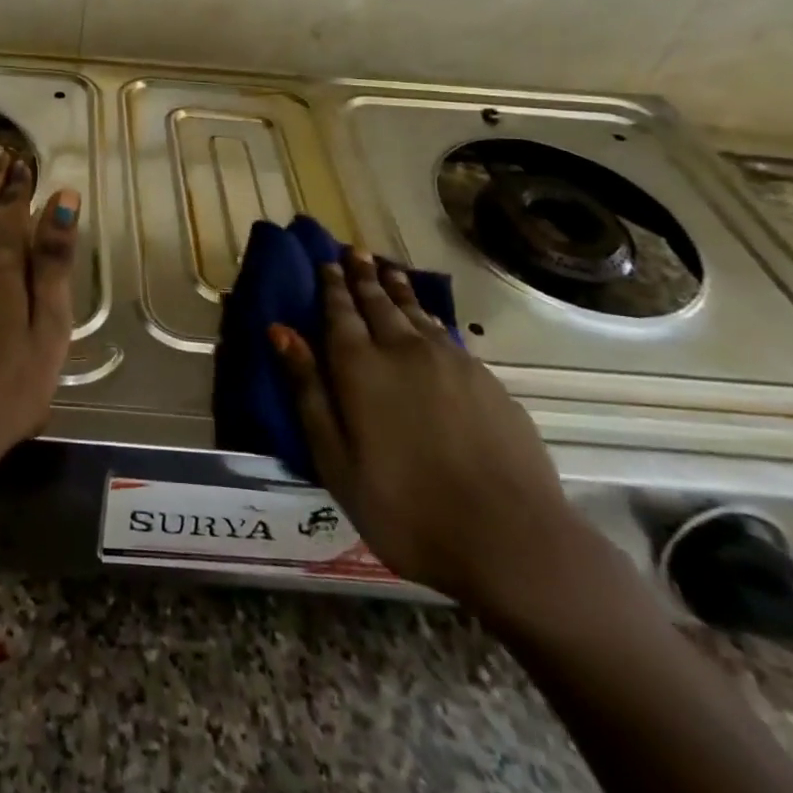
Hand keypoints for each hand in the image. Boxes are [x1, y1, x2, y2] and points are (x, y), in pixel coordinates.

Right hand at [271, 249, 600, 624]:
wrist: (511, 541)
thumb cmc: (405, 508)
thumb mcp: (335, 459)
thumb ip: (307, 390)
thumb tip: (280, 331)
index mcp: (360, 367)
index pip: (340, 312)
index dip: (332, 286)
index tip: (327, 262)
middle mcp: (404, 350)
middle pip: (379, 302)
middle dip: (363, 276)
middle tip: (355, 252)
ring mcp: (451, 363)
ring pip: (416, 312)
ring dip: (398, 288)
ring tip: (387, 269)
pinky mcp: (486, 381)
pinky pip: (446, 333)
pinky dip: (429, 316)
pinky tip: (429, 318)